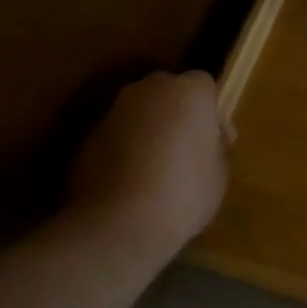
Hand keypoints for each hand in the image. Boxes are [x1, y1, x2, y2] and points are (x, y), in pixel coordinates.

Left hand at [68, 71, 229, 252]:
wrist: (120, 223)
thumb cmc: (184, 193)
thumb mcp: (219, 173)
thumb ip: (214, 147)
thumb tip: (205, 142)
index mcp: (188, 93)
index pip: (204, 84)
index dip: (210, 112)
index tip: (216, 141)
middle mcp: (148, 91)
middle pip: (167, 91)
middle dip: (176, 113)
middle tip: (186, 150)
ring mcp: (113, 112)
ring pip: (139, 112)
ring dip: (148, 130)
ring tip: (156, 169)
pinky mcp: (87, 137)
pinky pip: (116, 135)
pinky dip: (124, 149)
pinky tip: (131, 181)